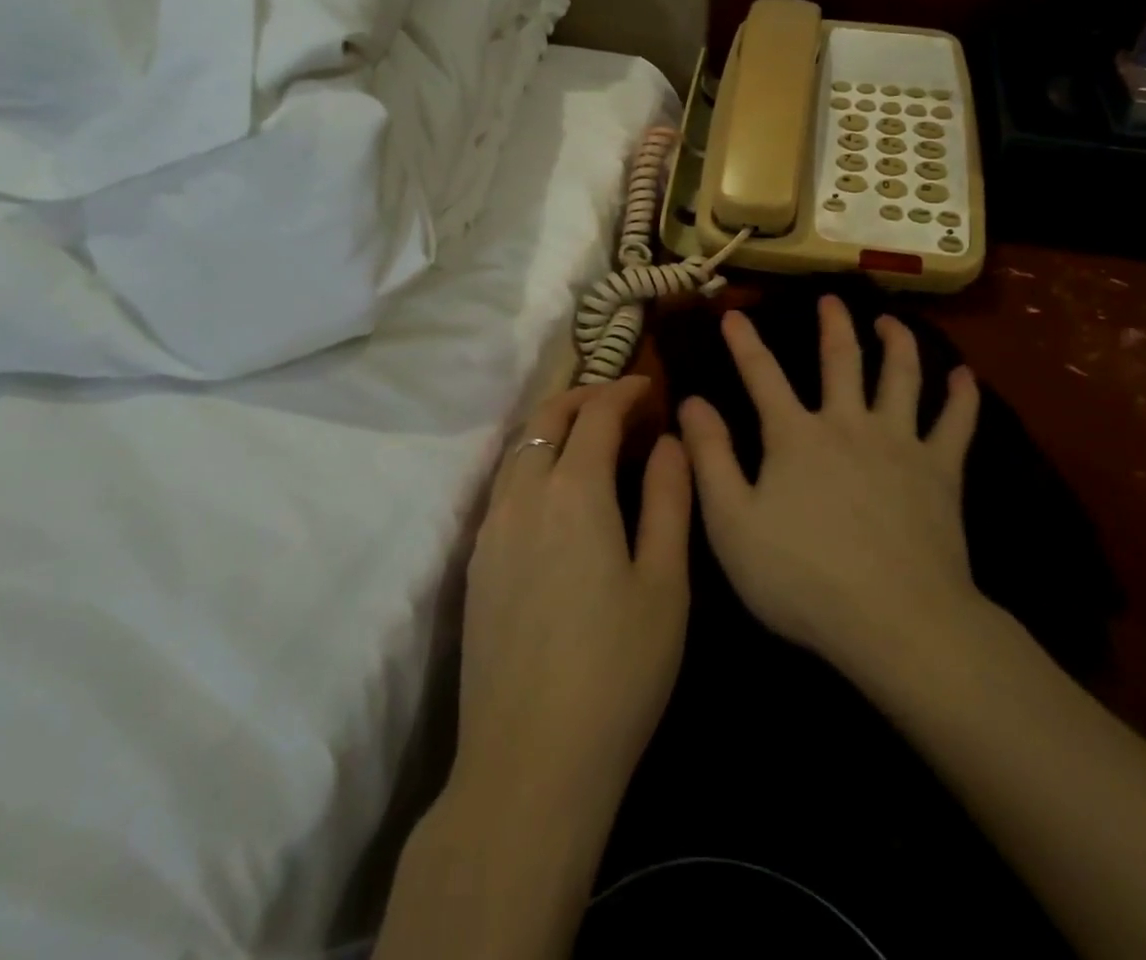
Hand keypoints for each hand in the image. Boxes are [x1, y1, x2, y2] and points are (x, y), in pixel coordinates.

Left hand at [453, 377, 691, 834]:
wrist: (529, 760)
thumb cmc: (617, 671)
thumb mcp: (665, 584)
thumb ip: (669, 500)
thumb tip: (670, 442)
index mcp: (574, 491)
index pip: (596, 415)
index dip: (623, 391)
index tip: (648, 385)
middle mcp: (523, 496)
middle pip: (546, 420)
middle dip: (582, 397)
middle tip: (618, 400)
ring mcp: (491, 529)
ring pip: (519, 450)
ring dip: (552, 427)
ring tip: (588, 435)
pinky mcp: (476, 563)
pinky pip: (505, 486)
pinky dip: (532, 461)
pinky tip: (554, 490)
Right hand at [678, 296, 984, 682]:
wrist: (897, 622)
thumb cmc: (802, 577)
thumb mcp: (732, 523)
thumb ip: (711, 458)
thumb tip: (692, 402)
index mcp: (796, 436)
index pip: (762, 375)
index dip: (744, 343)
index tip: (733, 314)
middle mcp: (848, 424)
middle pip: (842, 360)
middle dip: (832, 325)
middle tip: (830, 298)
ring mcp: (900, 443)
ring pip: (901, 377)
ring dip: (897, 343)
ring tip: (890, 322)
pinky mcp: (941, 472)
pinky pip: (956, 424)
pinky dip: (961, 396)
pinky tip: (965, 376)